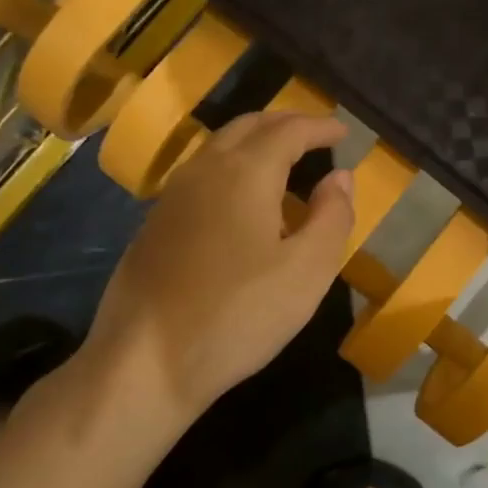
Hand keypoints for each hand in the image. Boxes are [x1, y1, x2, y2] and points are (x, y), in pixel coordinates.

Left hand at [81, 111, 354, 425]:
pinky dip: (232, 167)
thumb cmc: (238, 315)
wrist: (145, 362)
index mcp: (245, 173)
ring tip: (284, 161)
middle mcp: (204, 170)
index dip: (319, 127)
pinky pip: (201, 174)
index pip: (288, 130)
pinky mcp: (154, 224)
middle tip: (315, 136)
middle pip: (248, 126)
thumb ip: (332, 217)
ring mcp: (172, 196)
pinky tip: (242, 200)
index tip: (342, 133)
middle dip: (285, 124)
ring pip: (219, 148)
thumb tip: (340, 178)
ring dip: (255, 142)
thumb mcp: (307, 271)